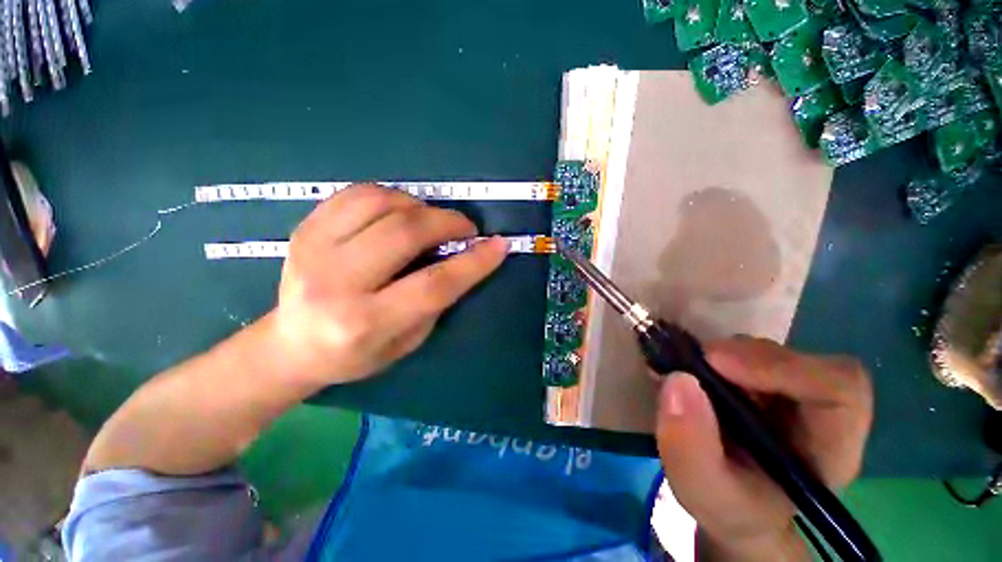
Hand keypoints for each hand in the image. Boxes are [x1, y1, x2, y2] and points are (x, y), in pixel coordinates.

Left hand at [269, 184, 507, 386]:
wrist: (291, 344)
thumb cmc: (356, 354)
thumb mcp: (408, 342)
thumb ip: (436, 301)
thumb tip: (464, 259)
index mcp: (365, 323)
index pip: (433, 284)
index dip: (474, 262)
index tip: (499, 245)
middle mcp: (336, 283)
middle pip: (405, 234)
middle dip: (447, 223)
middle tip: (465, 229)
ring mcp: (314, 249)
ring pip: (381, 203)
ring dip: (420, 207)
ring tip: (432, 221)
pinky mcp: (305, 228)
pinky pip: (357, 194)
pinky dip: (392, 197)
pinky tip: (402, 212)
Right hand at [655, 337, 872, 560]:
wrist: (731, 507)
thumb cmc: (729, 509)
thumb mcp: (705, 493)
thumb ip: (690, 448)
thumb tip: (677, 379)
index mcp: (829, 445)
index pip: (839, 386)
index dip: (781, 365)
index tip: (714, 362)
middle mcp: (817, 409)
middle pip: (795, 359)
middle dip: (737, 357)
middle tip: (688, 363)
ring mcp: (788, 390)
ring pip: (761, 352)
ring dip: (717, 355)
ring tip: (682, 371)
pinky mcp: (759, 381)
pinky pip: (738, 353)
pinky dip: (706, 355)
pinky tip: (685, 369)